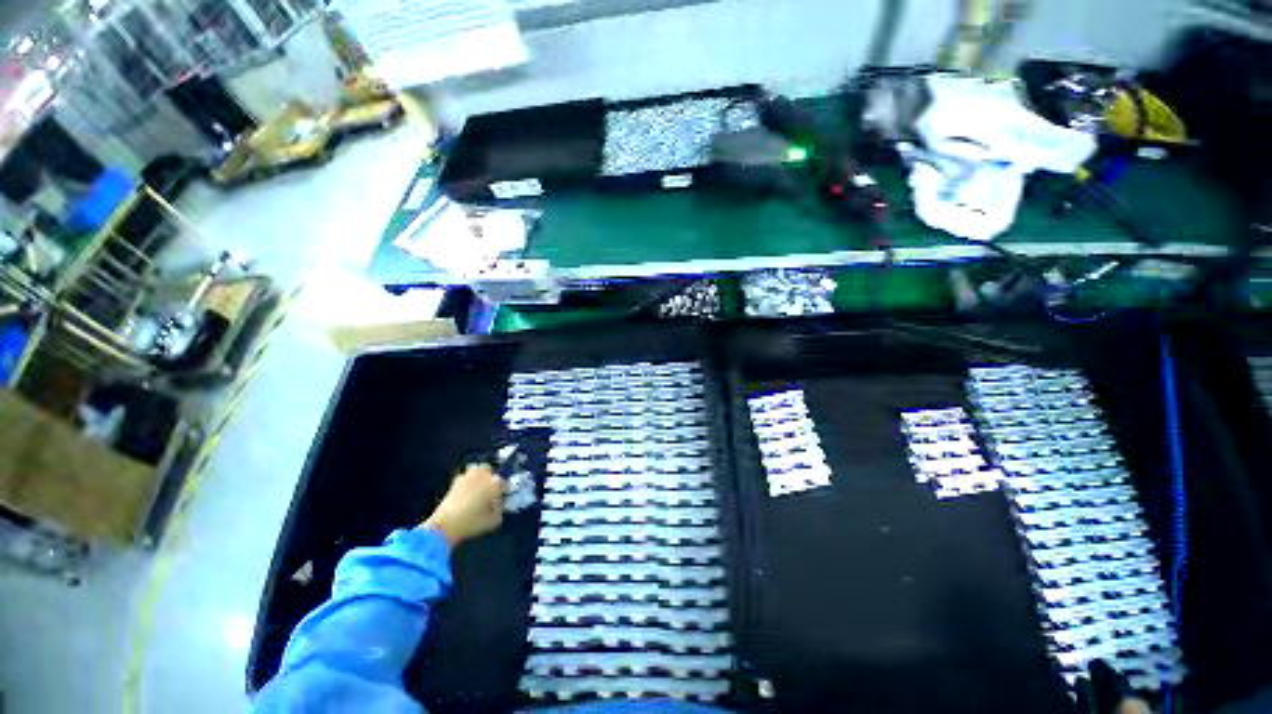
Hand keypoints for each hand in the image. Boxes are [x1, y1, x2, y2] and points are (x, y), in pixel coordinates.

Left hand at [424, 464, 507, 547]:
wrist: (445, 525)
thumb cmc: (472, 523)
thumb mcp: (494, 521)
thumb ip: (500, 510)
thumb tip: (498, 504)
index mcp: (495, 483)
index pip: (504, 484)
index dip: (504, 492)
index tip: (502, 499)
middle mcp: (483, 475)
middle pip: (491, 472)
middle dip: (491, 480)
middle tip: (490, 492)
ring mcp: (468, 476)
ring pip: (478, 470)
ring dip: (479, 477)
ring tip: (478, 489)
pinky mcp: (455, 481)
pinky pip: (466, 477)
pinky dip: (468, 482)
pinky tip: (466, 493)